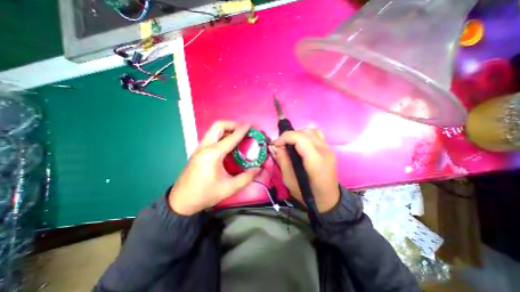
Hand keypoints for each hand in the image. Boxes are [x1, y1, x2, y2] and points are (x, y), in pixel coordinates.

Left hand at [170, 121, 259, 216]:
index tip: (251, 125)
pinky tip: (229, 144)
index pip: (231, 138)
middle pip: (218, 126)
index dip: (242, 130)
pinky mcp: (198, 151)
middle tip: (244, 129)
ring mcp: (200, 148)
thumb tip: (258, 169)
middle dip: (233, 124)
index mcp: (213, 154)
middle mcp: (205, 147)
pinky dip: (222, 135)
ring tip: (239, 135)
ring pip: (214, 130)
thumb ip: (246, 178)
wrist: (182, 201)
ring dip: (227, 129)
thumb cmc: (205, 194)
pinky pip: (212, 137)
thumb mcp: (229, 188)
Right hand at [272, 128, 341, 212]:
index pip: (300, 138)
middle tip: (280, 145)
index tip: (275, 145)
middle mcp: (324, 151)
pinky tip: (300, 143)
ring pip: (311, 131)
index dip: (285, 137)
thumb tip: (277, 147)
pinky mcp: (329, 149)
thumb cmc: (308, 194)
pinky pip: (317, 134)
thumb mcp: (289, 181)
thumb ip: (283, 161)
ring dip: (297, 134)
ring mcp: (328, 149)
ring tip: (290, 143)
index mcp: (315, 160)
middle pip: (305, 132)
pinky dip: (306, 134)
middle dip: (289, 135)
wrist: (329, 200)